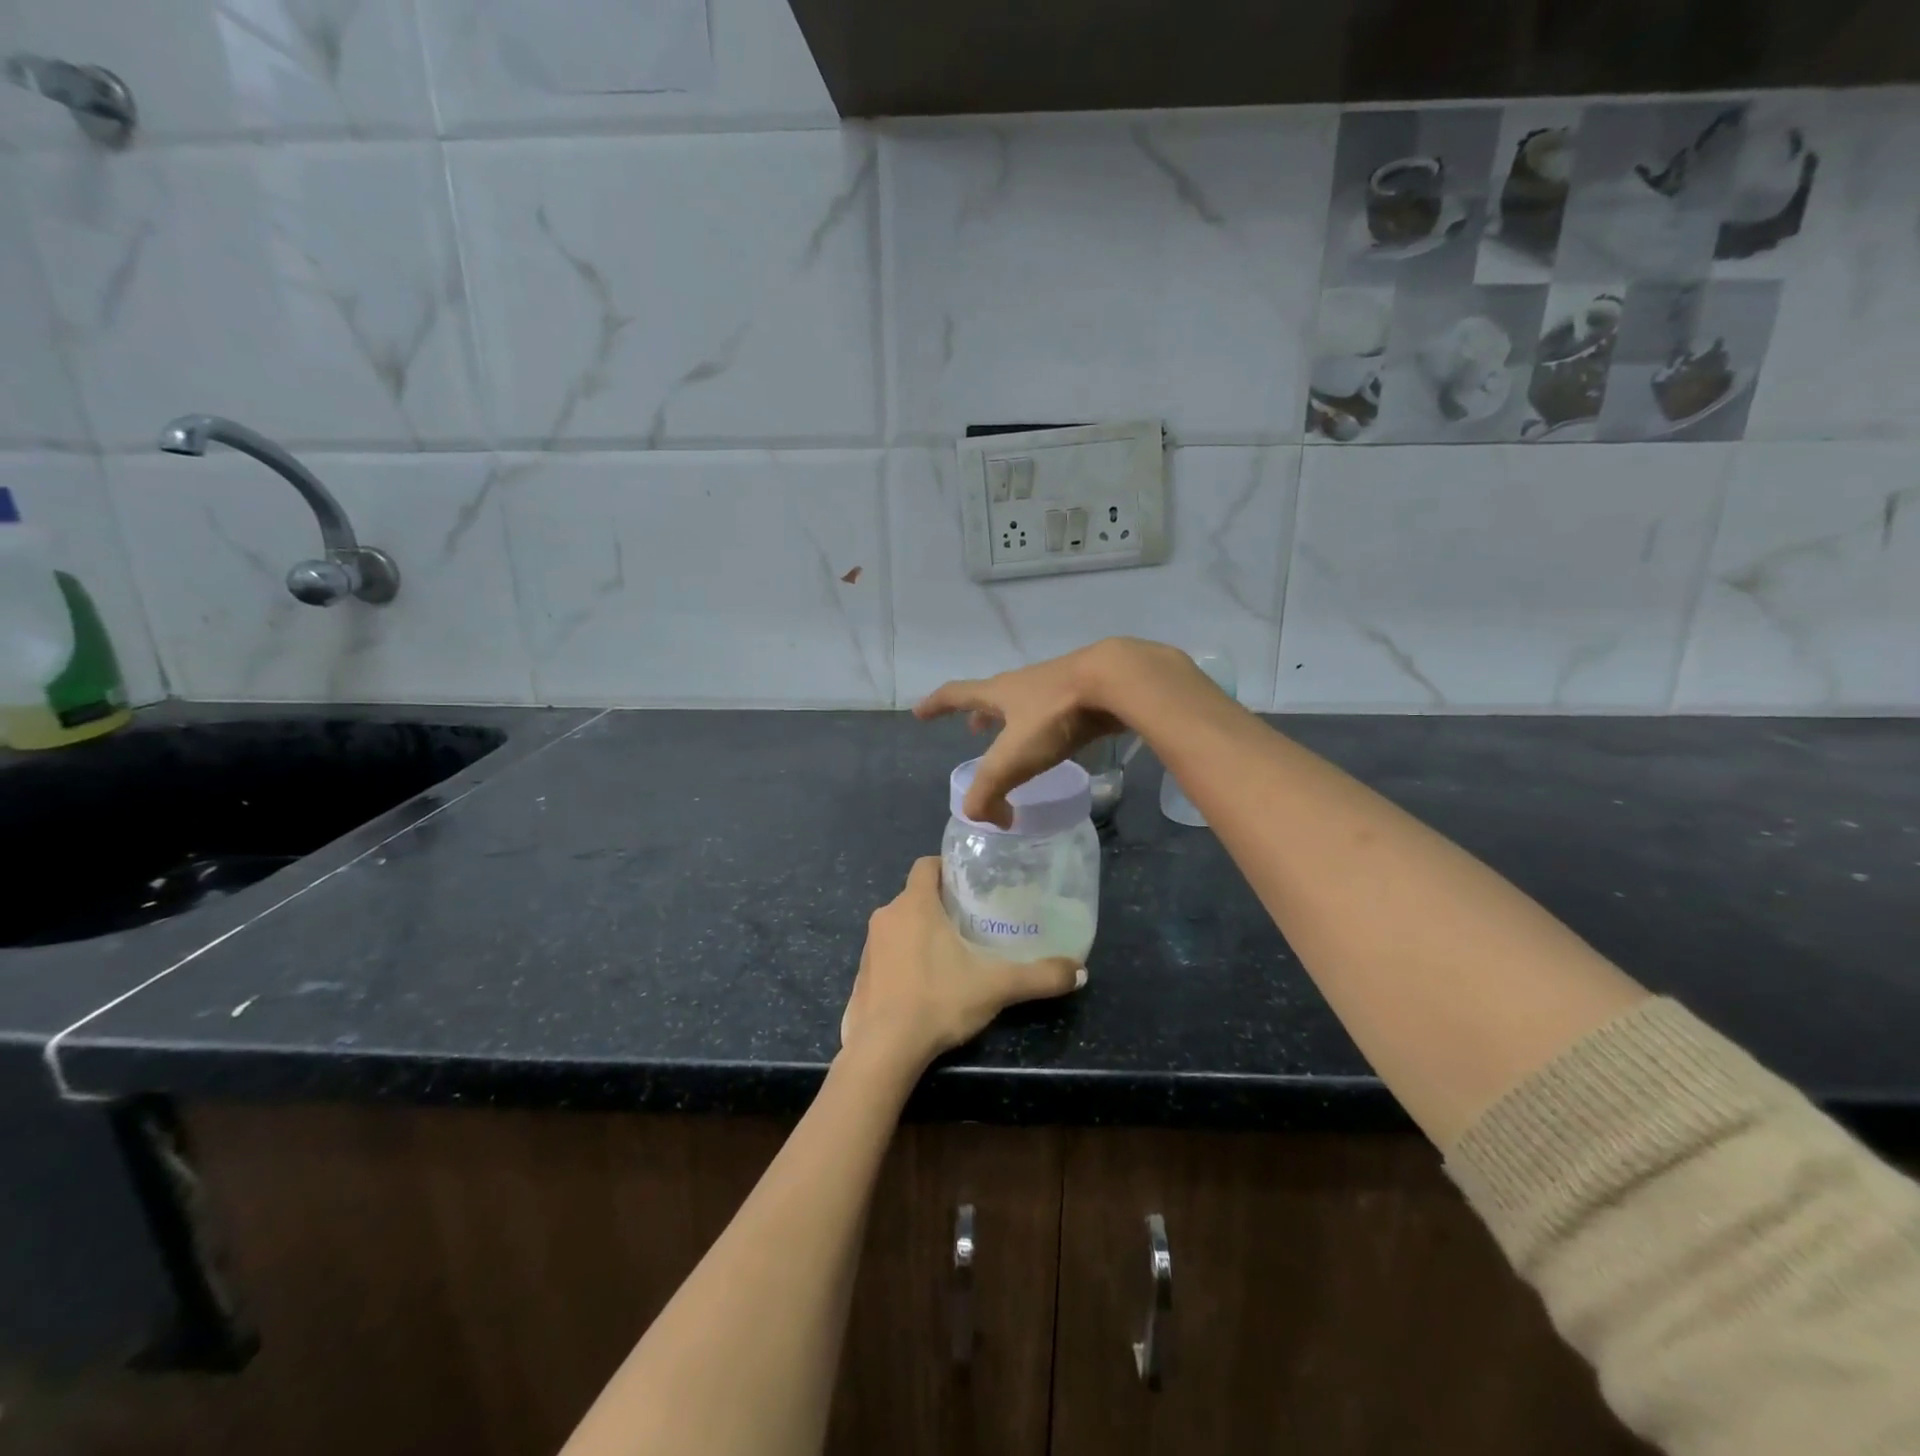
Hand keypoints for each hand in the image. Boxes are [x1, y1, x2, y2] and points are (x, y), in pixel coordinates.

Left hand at [841, 859, 1084, 1070]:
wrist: (883, 1050)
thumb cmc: (938, 1001)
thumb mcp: (996, 986)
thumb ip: (1039, 976)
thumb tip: (1080, 972)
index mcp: (914, 904)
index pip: (926, 865)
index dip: (947, 868)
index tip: (971, 883)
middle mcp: (886, 916)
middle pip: (916, 895)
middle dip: (941, 904)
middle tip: (973, 921)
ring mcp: (869, 946)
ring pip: (900, 925)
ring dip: (921, 932)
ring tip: (953, 952)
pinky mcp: (861, 975)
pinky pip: (887, 953)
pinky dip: (904, 958)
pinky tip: (926, 984)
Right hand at [915, 638, 1188, 828]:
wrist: (1115, 681)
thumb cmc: (1054, 716)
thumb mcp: (1013, 759)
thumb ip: (990, 793)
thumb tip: (991, 820)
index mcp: (999, 693)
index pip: (956, 695)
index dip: (935, 705)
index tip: (919, 712)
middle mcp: (1023, 684)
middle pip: (993, 696)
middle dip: (980, 714)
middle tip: (972, 729)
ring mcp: (1057, 683)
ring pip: (1027, 701)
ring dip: (1014, 718)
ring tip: (1016, 735)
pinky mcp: (1088, 691)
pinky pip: (1058, 708)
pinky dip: (1048, 722)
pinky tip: (1063, 738)